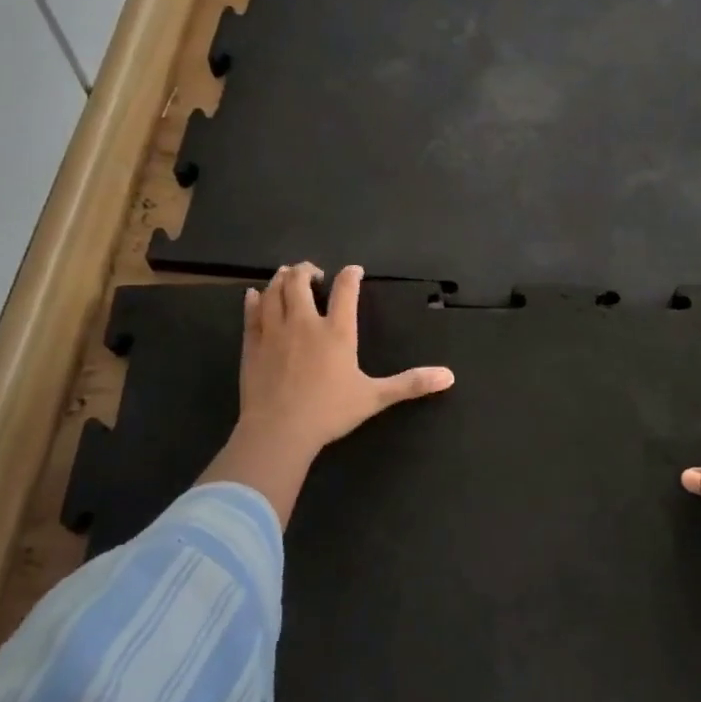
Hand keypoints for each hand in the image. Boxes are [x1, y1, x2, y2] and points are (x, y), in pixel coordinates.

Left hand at [237, 262, 455, 460]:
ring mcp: (274, 331)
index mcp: (336, 332)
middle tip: (314, 273)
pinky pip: (251, 313)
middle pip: (300, 281)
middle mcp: (304, 323)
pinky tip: (254, 295)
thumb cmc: (329, 412)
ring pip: (274, 292)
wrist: (279, 431)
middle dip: (307, 270)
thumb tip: (448, 376)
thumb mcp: (375, 397)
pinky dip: (254, 299)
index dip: (350, 276)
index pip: (345, 290)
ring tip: (287, 276)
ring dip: (281, 279)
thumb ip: (410, 384)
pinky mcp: (253, 345)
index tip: (354, 271)